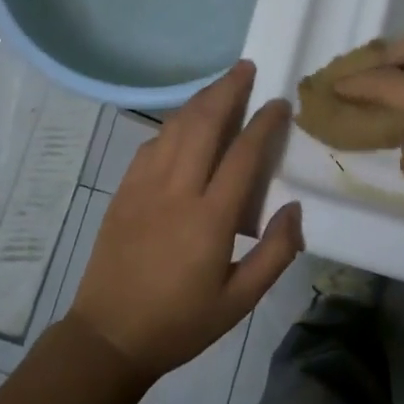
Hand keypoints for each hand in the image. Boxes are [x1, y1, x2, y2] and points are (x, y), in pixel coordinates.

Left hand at [68, 61, 303, 379]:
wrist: (109, 336)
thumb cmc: (180, 323)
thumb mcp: (239, 302)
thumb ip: (275, 253)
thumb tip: (294, 207)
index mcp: (209, 218)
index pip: (242, 154)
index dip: (264, 123)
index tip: (280, 102)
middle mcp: (176, 191)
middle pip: (203, 124)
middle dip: (227, 90)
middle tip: (247, 68)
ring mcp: (144, 186)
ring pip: (174, 127)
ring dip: (199, 99)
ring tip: (221, 84)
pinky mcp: (123, 191)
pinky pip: (151, 144)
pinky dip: (172, 125)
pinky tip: (183, 124)